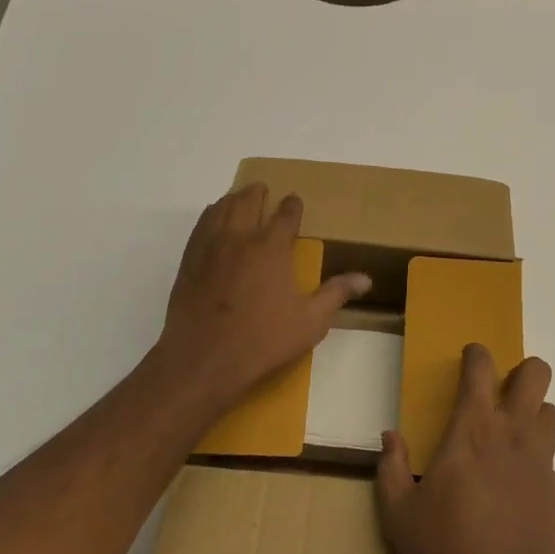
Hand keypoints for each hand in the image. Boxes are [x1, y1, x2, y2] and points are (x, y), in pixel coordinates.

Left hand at [150, 184, 369, 416]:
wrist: (202, 361)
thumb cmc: (262, 341)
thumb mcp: (310, 322)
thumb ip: (336, 294)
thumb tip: (365, 279)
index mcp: (271, 247)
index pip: (286, 213)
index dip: (293, 205)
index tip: (295, 202)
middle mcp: (240, 237)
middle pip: (248, 200)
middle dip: (259, 193)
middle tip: (265, 192)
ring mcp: (210, 247)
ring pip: (221, 208)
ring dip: (233, 199)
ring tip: (240, 200)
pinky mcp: (189, 261)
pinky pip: (200, 226)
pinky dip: (211, 215)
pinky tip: (214, 223)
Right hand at [376, 344, 554, 553]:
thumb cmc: (448, 549)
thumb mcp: (399, 515)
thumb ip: (391, 469)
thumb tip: (390, 436)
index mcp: (472, 428)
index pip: (481, 369)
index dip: (477, 354)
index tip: (470, 356)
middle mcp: (511, 432)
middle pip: (536, 374)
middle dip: (523, 371)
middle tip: (501, 391)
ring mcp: (538, 460)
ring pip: (551, 411)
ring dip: (535, 411)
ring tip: (512, 433)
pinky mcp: (554, 490)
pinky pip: (549, 454)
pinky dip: (535, 454)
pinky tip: (515, 483)